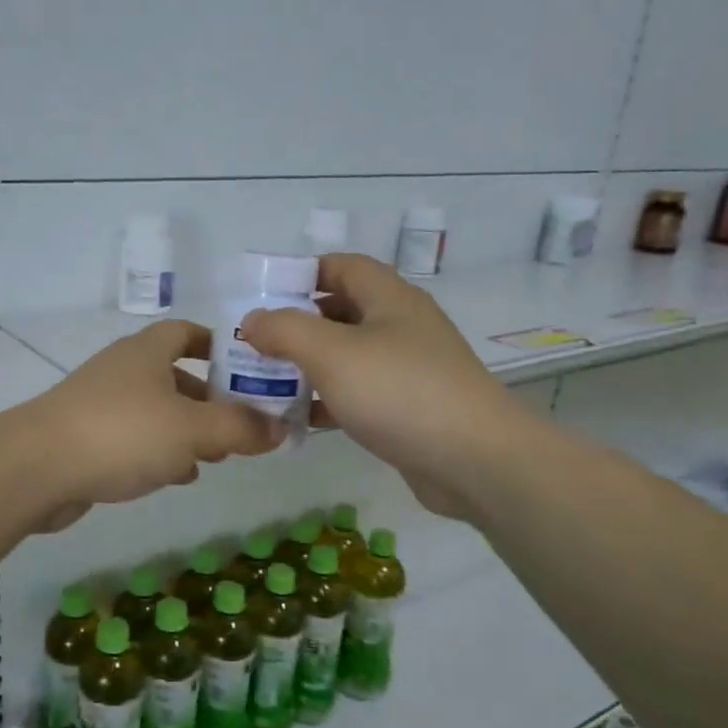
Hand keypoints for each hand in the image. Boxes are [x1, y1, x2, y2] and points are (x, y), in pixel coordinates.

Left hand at [24, 319, 286, 531]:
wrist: (38, 468)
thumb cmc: (123, 433)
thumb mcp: (193, 429)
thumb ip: (240, 427)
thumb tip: (280, 428)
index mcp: (147, 352)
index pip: (188, 332)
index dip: (220, 345)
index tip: (250, 368)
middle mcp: (123, 370)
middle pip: (176, 375)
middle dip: (211, 398)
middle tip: (243, 425)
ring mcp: (101, 404)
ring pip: (157, 411)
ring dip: (188, 430)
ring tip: (218, 456)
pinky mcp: (87, 439)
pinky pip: (134, 438)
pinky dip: (160, 452)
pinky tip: (178, 476)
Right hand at [239, 254, 518, 520]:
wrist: (475, 460)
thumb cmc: (399, 392)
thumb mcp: (331, 353)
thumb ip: (285, 330)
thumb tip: (253, 320)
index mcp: (389, 298)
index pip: (342, 266)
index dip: (302, 273)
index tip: (263, 295)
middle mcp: (401, 326)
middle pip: (342, 311)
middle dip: (297, 323)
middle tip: (256, 344)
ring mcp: (409, 369)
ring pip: (348, 356)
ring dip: (309, 365)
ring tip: (267, 381)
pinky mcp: (409, 408)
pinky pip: (360, 393)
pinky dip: (329, 400)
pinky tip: (300, 419)